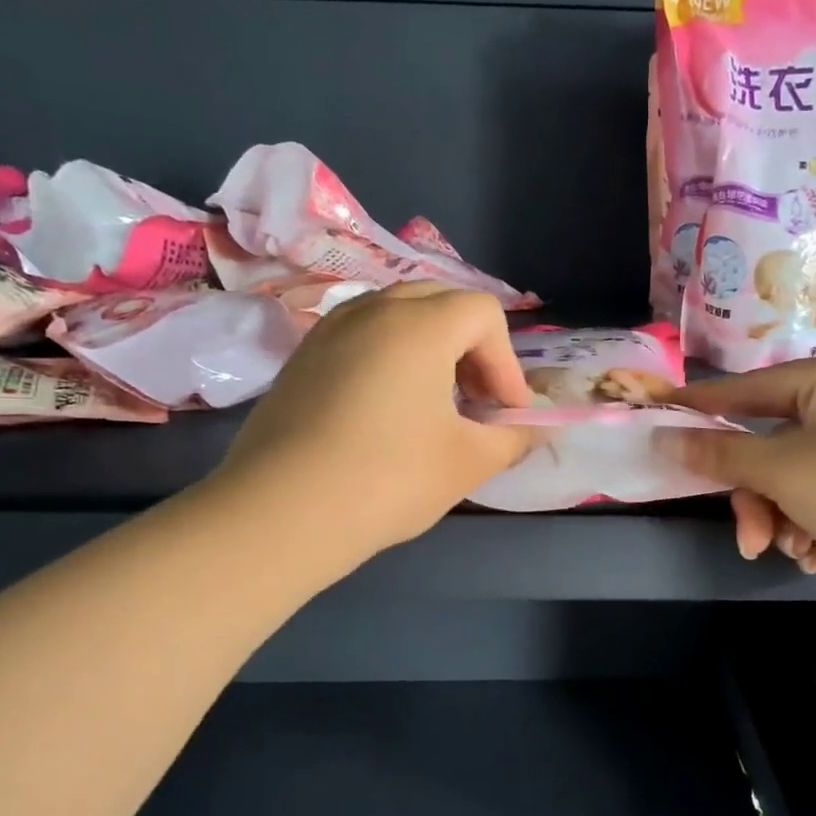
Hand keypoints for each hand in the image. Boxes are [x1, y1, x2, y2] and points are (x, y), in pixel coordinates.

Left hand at [214, 283, 535, 564]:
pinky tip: (386, 413)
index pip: (484, 314)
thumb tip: (533, 429)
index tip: (505, 414)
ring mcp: (330, 329)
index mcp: (420, 323)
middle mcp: (373, 308)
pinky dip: (390, 359)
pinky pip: (362, 337)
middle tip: (476, 402)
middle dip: (472, 349)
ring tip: (434, 405)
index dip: (507, 363)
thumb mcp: (468, 461)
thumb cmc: (389, 478)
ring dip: (431, 350)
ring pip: (398, 317)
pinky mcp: (302, 357)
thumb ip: (513, 437)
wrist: (282, 511)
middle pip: (441, 303)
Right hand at [662, 358, 815, 599]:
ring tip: (789, 551)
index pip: (751, 387)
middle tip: (748, 538)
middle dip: (755, 494)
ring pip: (797, 477)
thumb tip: (663, 436)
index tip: (660, 415)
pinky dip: (811, 525)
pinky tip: (815, 554)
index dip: (703, 405)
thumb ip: (720, 454)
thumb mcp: (786, 472)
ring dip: (781, 516)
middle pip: (774, 443)